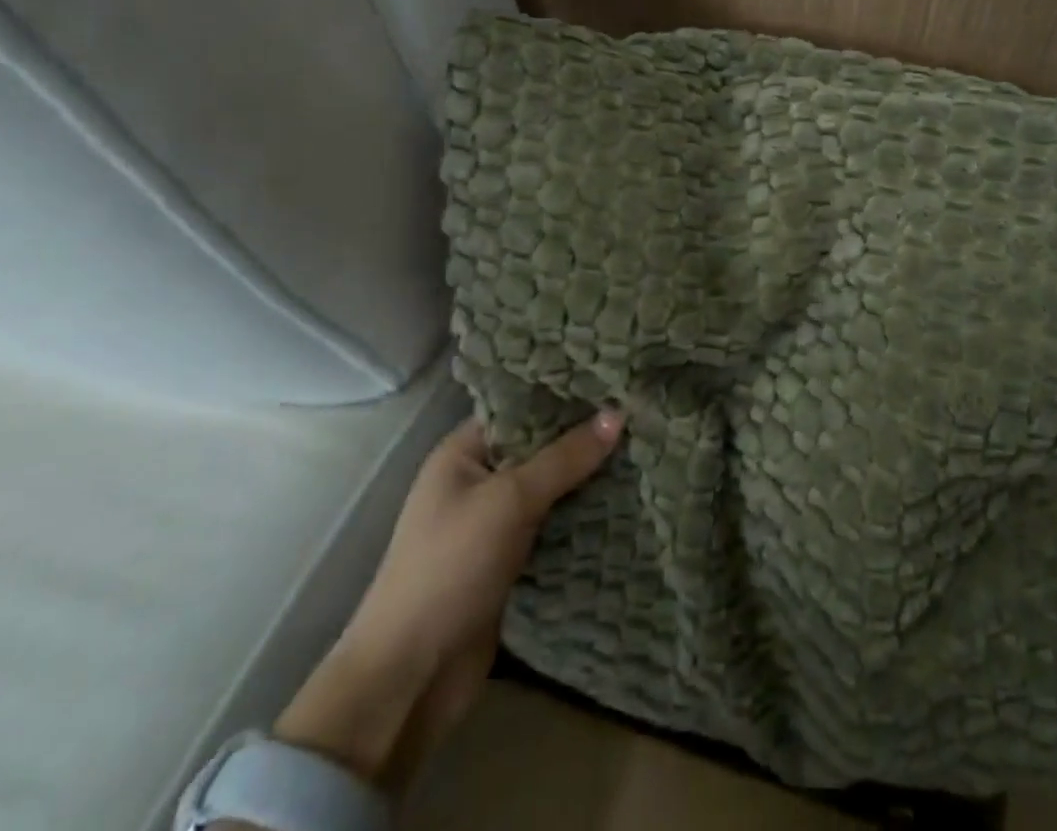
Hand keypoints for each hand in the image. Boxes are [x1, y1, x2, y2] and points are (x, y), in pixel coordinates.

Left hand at [273, 410, 622, 781]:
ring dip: (590, 478)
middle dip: (585, 436)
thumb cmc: (450, 568)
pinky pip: (555, 525)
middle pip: (541, 447)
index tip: (615, 378)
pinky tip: (627, 498)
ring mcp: (495, 523)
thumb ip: (564, 457)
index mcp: (463, 453)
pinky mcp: (512, 561)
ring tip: (645, 447)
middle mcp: (478, 481)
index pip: (521, 407)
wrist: (411, 677)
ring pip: (553, 488)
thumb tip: (618, 413)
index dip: (565, 394)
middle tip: (641, 411)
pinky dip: (584, 516)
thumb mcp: (509, 501)